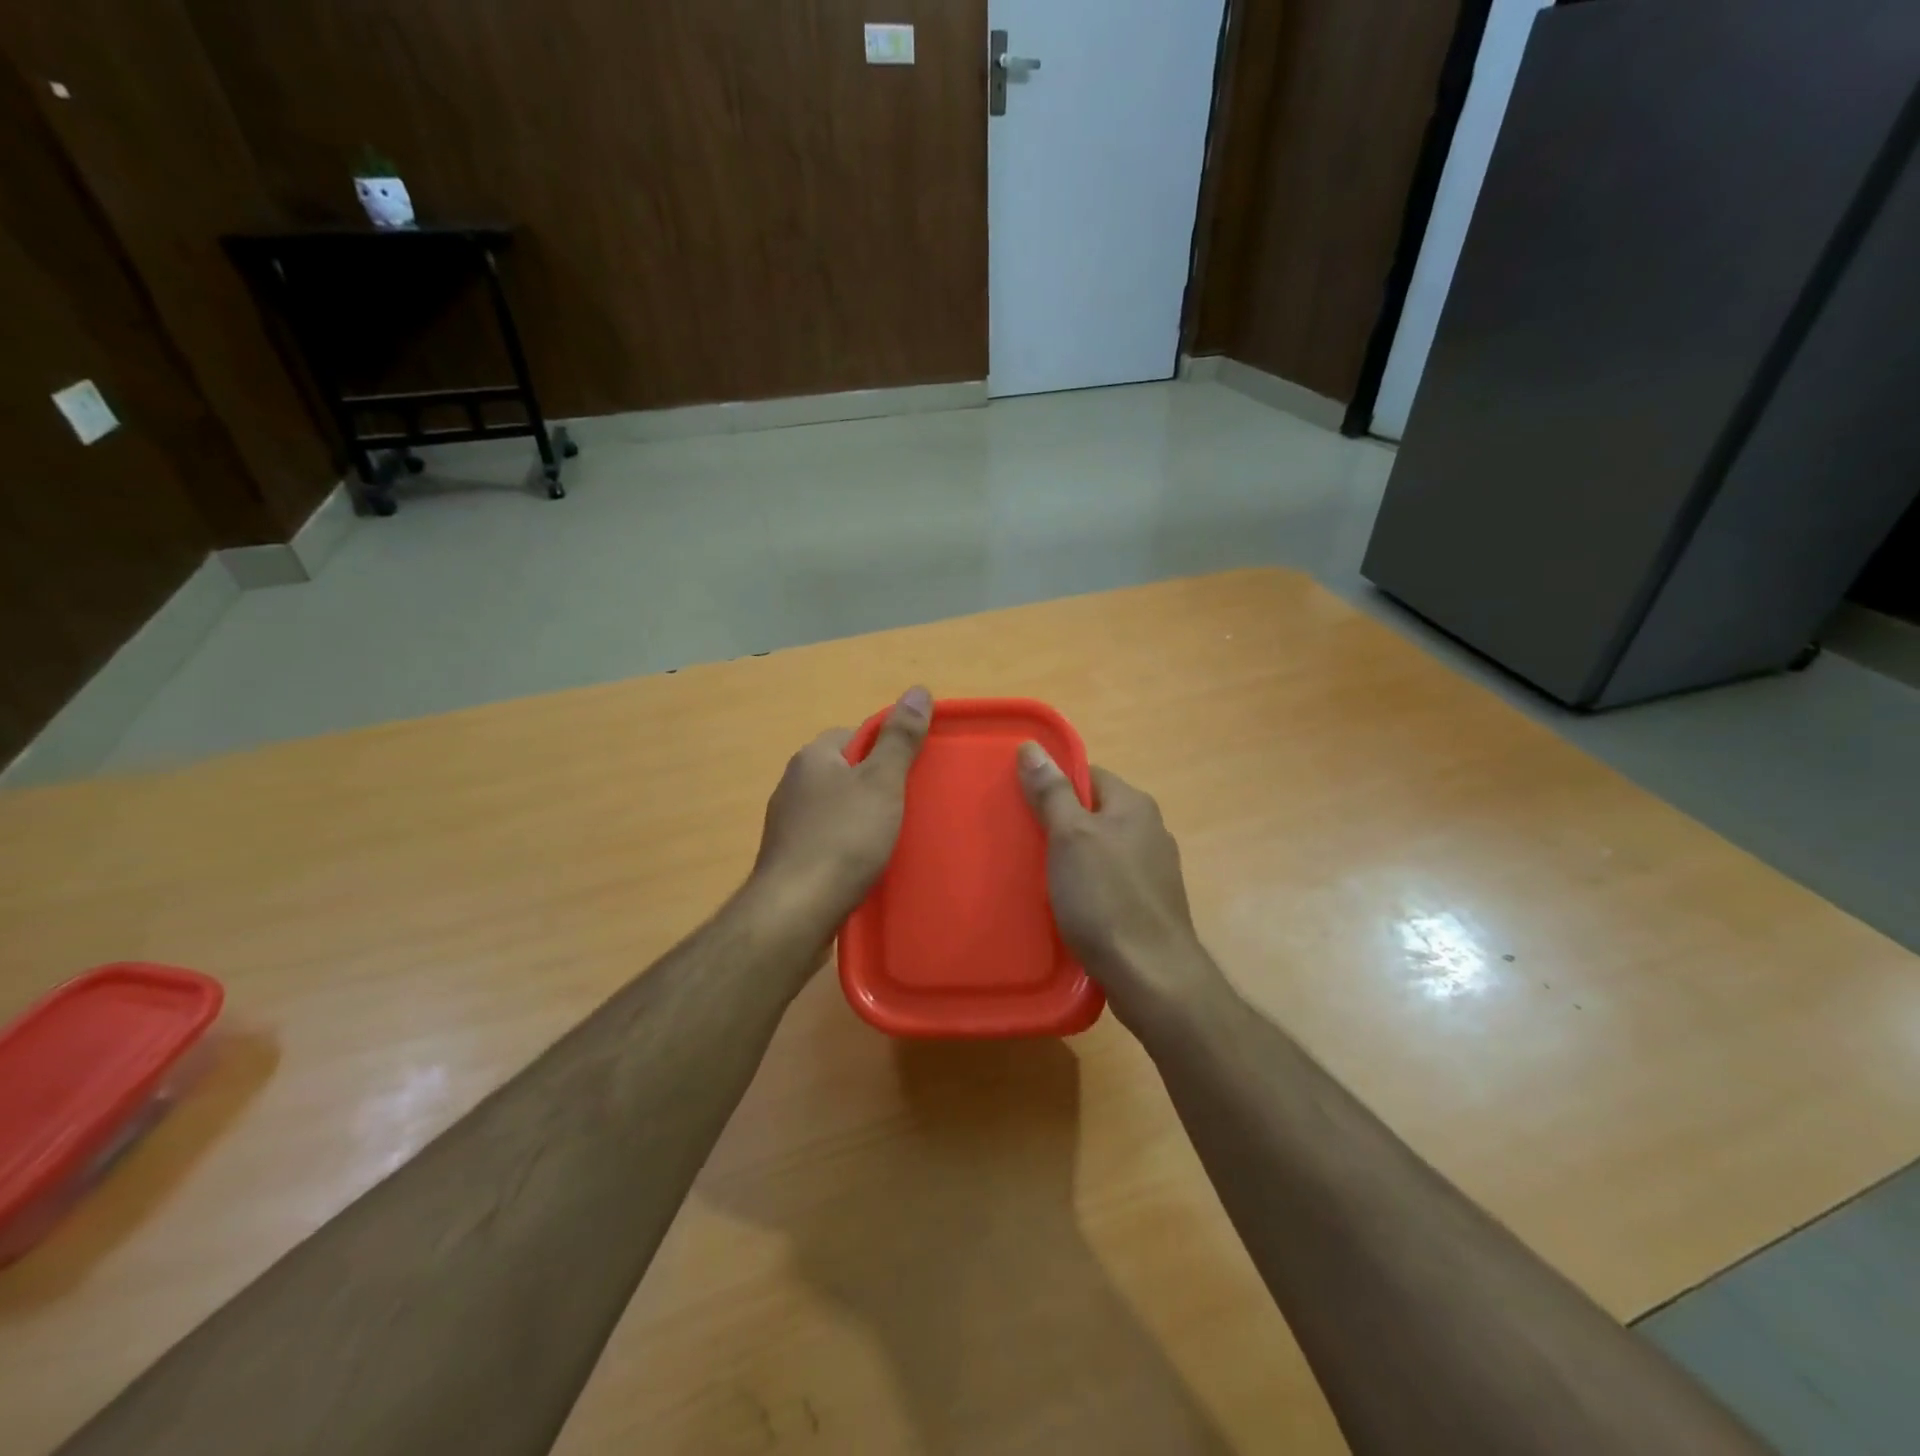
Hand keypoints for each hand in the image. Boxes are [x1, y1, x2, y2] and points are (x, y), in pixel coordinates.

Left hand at [750, 686, 932, 932]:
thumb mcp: (882, 782)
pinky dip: (847, 845)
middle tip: (909, 805)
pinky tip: (866, 864)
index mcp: (813, 757)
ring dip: (862, 817)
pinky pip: (827, 838)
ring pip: (836, 807)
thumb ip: (900, 738)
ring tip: (893, 838)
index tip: (913, 771)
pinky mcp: (789, 857)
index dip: (887, 748)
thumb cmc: (844, 838)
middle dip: (875, 784)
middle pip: (845, 771)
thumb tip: (918, 690)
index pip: (855, 734)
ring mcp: (787, 822)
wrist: (796, 910)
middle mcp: (793, 783)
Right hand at [1016, 744, 1225, 1032]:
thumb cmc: (1106, 898)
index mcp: (1135, 805)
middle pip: (1094, 813)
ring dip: (1071, 859)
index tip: (1022, 802)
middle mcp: (1150, 830)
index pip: (1089, 775)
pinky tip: (1065, 906)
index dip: (1054, 783)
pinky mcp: (1149, 905)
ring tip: (1035, 876)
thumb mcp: (1071, 837)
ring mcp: (1154, 870)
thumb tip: (1032, 746)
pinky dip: (1086, 887)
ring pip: (1101, 850)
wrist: (1152, 975)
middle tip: (1021, 840)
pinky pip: (1109, 882)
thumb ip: (1052, 792)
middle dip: (1059, 824)